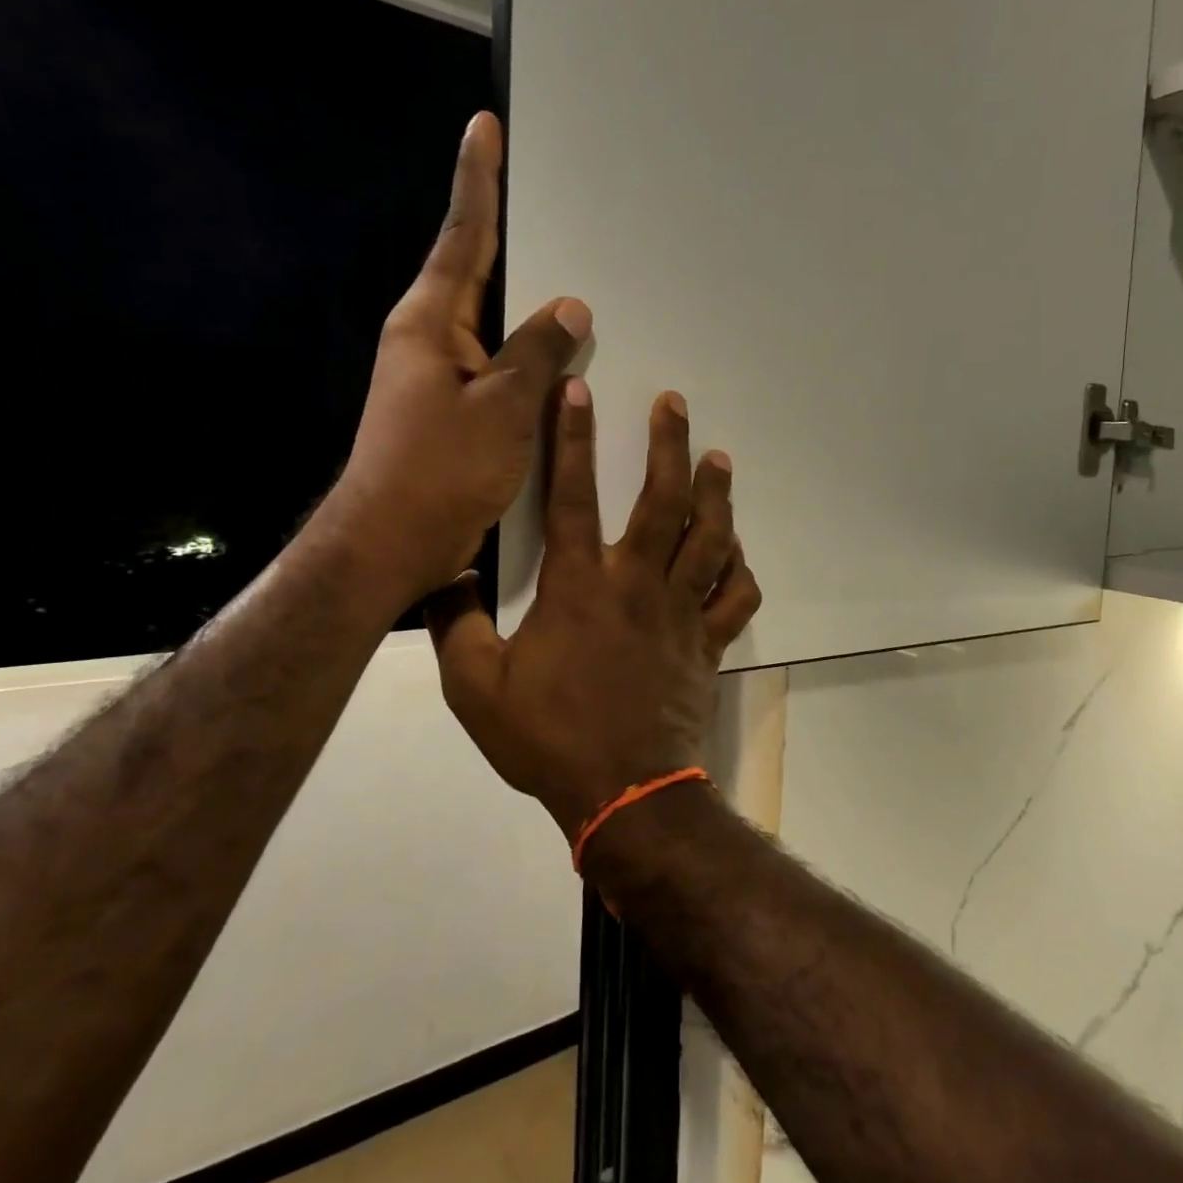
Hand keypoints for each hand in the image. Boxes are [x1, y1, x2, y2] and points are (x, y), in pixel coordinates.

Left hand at [320, 111, 590, 605]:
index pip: (463, 238)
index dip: (478, 182)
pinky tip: (563, 363)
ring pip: (495, 327)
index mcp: (430, 323)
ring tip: (573, 284)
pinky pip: (501, 368)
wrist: (391, 542)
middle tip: (547, 200)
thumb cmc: (439, 470)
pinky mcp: (456, 411)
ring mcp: (441, 377)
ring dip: (528, 308)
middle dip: (511, 237)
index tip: (484, 127)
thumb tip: (572, 307)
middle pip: (477, 275)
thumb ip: (538, 353)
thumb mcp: (500, 408)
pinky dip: (530, 358)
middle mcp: (430, 340)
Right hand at [425, 383, 762, 842]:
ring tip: (719, 458)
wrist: (625, 793)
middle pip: (662, 500)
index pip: (572, 494)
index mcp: (579, 586)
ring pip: (710, 537)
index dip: (572, 438)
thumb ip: (454, 626)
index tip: (579, 389)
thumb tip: (442, 576)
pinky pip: (736, 596)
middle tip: (675, 403)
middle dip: (669, 444)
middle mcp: (637, 583)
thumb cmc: (550, 738)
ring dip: (716, 493)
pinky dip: (740, 570)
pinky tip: (735, 553)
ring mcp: (681, 611)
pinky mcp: (708, 642)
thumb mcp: (474, 689)